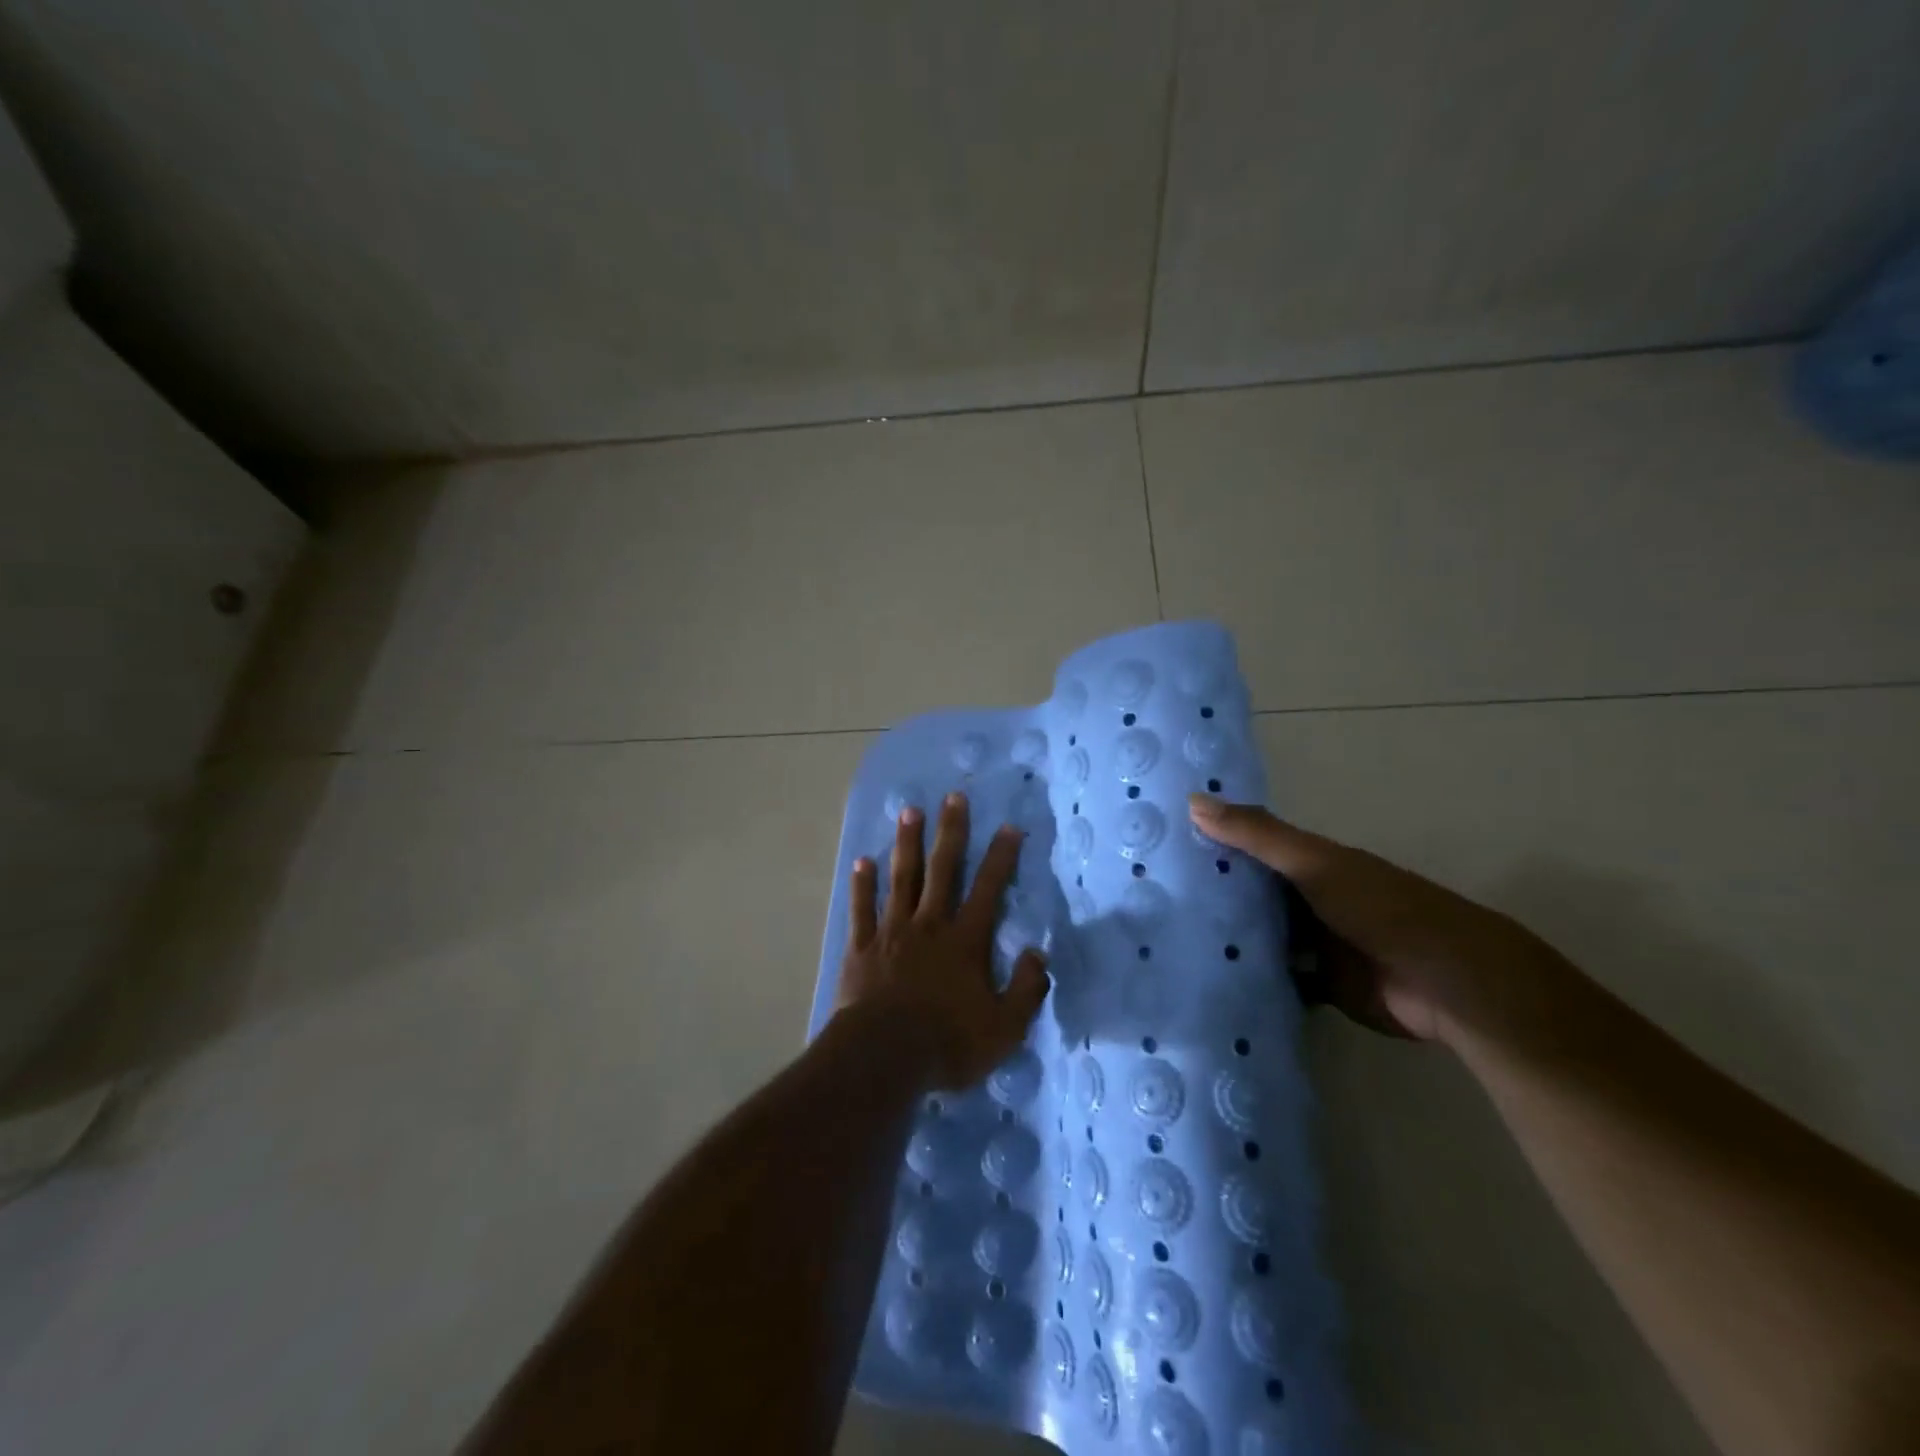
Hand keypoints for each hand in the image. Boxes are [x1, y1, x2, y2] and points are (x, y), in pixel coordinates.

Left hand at [838, 792, 1050, 1088]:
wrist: (883, 1057)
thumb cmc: (948, 1044)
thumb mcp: (1004, 1028)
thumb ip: (1026, 989)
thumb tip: (1038, 953)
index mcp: (965, 940)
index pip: (989, 888)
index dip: (1001, 857)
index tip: (1008, 826)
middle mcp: (929, 924)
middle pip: (942, 869)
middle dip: (950, 831)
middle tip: (953, 796)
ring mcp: (892, 932)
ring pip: (901, 878)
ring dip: (906, 843)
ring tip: (908, 811)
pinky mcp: (862, 948)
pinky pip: (861, 909)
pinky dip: (861, 885)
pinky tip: (861, 861)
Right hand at [1189, 793, 1541, 1042]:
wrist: (1448, 983)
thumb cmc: (1380, 908)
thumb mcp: (1314, 863)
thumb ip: (1257, 835)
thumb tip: (1191, 800)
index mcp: (1308, 864)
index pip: (1247, 848)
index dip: (1208, 844)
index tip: (1157, 846)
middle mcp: (1306, 900)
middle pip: (1250, 895)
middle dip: (1208, 897)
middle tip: (1145, 899)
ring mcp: (1314, 945)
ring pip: (1259, 938)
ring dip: (1226, 940)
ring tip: (1164, 942)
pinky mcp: (1320, 986)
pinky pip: (1276, 979)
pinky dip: (1251, 980)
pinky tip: (1207, 982)